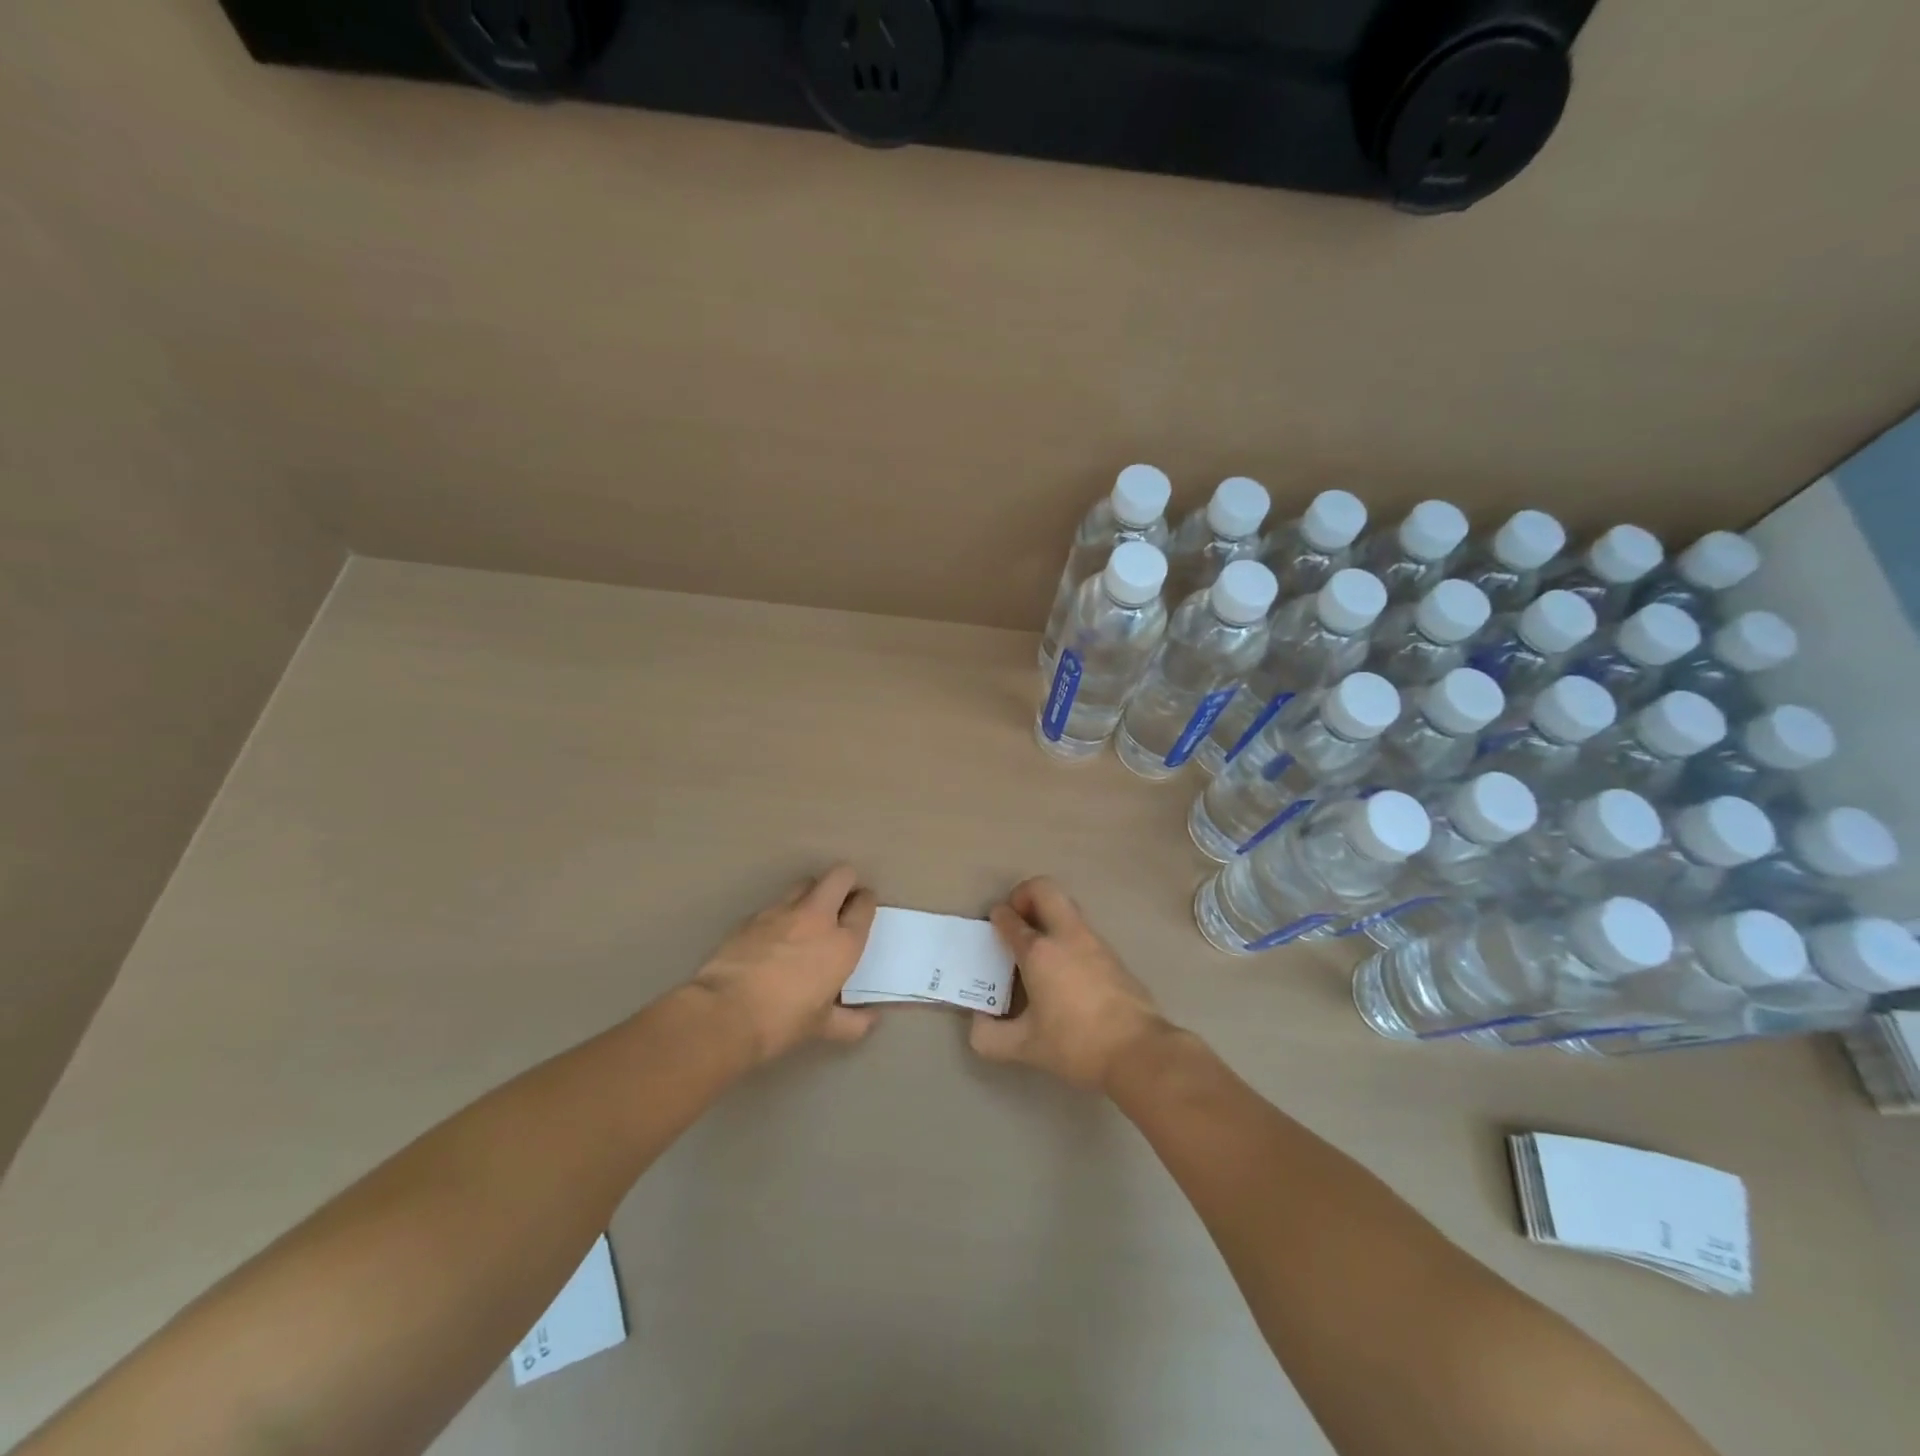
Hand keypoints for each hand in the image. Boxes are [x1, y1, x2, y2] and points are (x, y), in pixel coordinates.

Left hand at [690, 865, 878, 1064]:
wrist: (725, 1013)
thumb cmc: (782, 1022)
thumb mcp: (823, 1027)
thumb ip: (853, 1022)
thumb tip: (872, 1020)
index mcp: (842, 943)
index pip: (864, 904)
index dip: (866, 902)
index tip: (863, 908)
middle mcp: (817, 918)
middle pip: (840, 876)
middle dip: (845, 881)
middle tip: (842, 900)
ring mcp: (782, 912)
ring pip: (806, 883)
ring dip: (812, 893)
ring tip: (807, 915)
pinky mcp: (753, 916)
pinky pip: (775, 905)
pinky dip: (781, 915)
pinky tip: (773, 937)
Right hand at [969, 877, 1171, 1090]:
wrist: (1139, 1051)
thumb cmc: (1076, 1044)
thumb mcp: (1025, 1047)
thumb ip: (990, 1036)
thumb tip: (979, 1023)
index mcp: (1039, 952)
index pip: (1010, 918)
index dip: (997, 917)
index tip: (993, 925)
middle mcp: (1066, 936)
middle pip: (1044, 888)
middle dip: (1024, 895)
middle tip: (1016, 921)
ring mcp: (1094, 942)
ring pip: (1066, 907)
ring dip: (1048, 915)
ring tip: (1037, 949)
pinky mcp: (1113, 955)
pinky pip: (1082, 930)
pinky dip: (1066, 936)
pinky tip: (1064, 971)